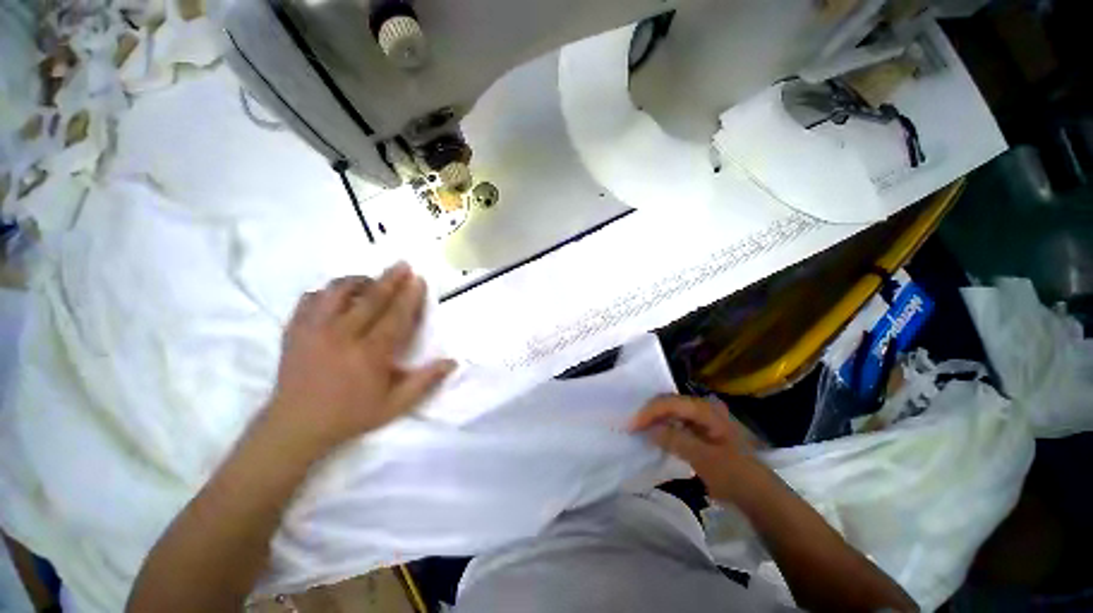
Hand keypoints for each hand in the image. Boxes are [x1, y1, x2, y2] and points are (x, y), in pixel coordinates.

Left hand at [265, 263, 455, 454]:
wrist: (295, 426)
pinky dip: (326, 293)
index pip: (395, 316)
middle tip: (402, 264)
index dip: (409, 296)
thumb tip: (453, 362)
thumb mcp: (395, 405)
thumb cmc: (350, 415)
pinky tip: (336, 297)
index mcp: (369, 354)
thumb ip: (425, 381)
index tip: (419, 279)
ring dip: (357, 280)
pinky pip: (310, 299)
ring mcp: (314, 331)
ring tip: (370, 280)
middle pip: (370, 298)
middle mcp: (342, 336)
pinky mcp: (294, 331)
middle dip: (390, 279)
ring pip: (336, 292)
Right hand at [629, 394, 762, 502]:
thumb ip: (675, 440)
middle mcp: (703, 407)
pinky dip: (663, 427)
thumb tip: (648, 429)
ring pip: (671, 411)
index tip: (631, 426)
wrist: (758, 494)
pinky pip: (676, 421)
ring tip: (638, 429)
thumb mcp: (704, 458)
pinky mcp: (701, 429)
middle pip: (669, 403)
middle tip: (631, 426)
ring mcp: (703, 418)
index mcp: (706, 409)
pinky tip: (654, 435)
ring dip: (654, 419)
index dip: (649, 412)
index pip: (670, 403)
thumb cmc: (734, 474)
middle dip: (649, 413)